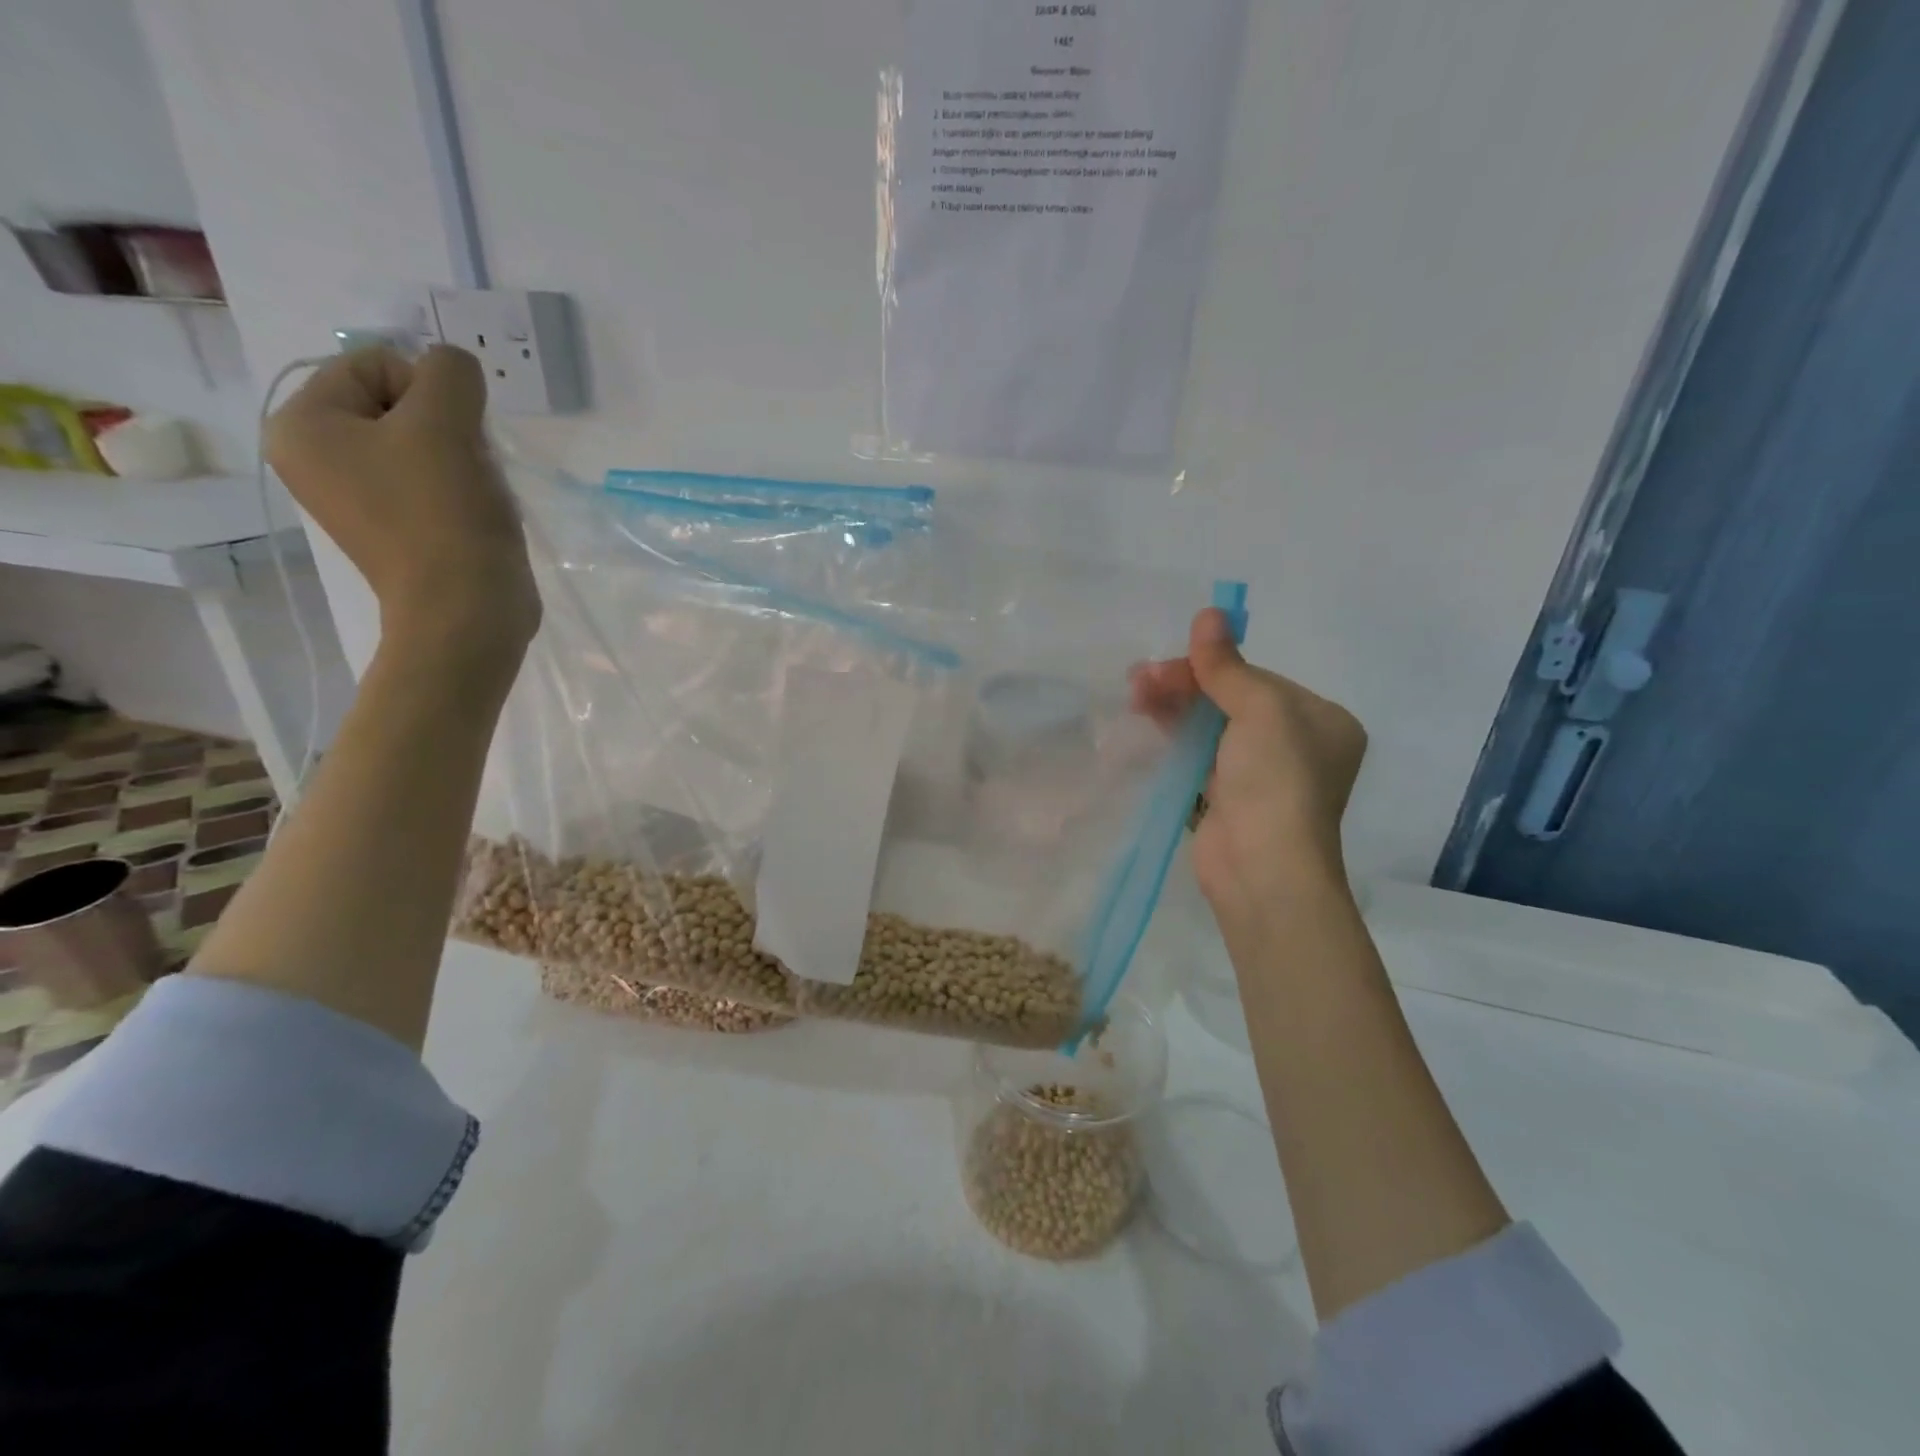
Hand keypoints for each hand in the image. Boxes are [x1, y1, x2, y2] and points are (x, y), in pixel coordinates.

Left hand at [265, 345, 539, 659]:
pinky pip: (431, 483)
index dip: (430, 390)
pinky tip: (476, 514)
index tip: (453, 437)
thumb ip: (450, 372)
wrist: (467, 611)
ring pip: (422, 445)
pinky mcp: (397, 528)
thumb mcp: (446, 423)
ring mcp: (357, 498)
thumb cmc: (444, 514)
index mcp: (302, 426)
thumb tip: (457, 370)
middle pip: (397, 404)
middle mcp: (316, 458)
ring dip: (463, 459)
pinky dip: (462, 490)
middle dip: (447, 427)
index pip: (375, 364)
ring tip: (474, 495)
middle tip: (466, 468)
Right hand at [1131, 609, 1366, 922]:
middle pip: (1232, 701)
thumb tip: (1209, 612)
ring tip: (1135, 695)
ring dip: (1174, 709)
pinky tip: (1147, 723)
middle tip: (1139, 679)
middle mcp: (1296, 746)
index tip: (1168, 662)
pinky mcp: (1228, 801)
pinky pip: (1199, 758)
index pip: (1259, 679)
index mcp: (1321, 720)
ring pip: (1212, 729)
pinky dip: (1174, 740)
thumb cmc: (1276, 781)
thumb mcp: (1259, 710)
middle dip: (1186, 686)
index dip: (1212, 666)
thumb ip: (1228, 665)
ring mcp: (1260, 776)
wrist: (1264, 868)